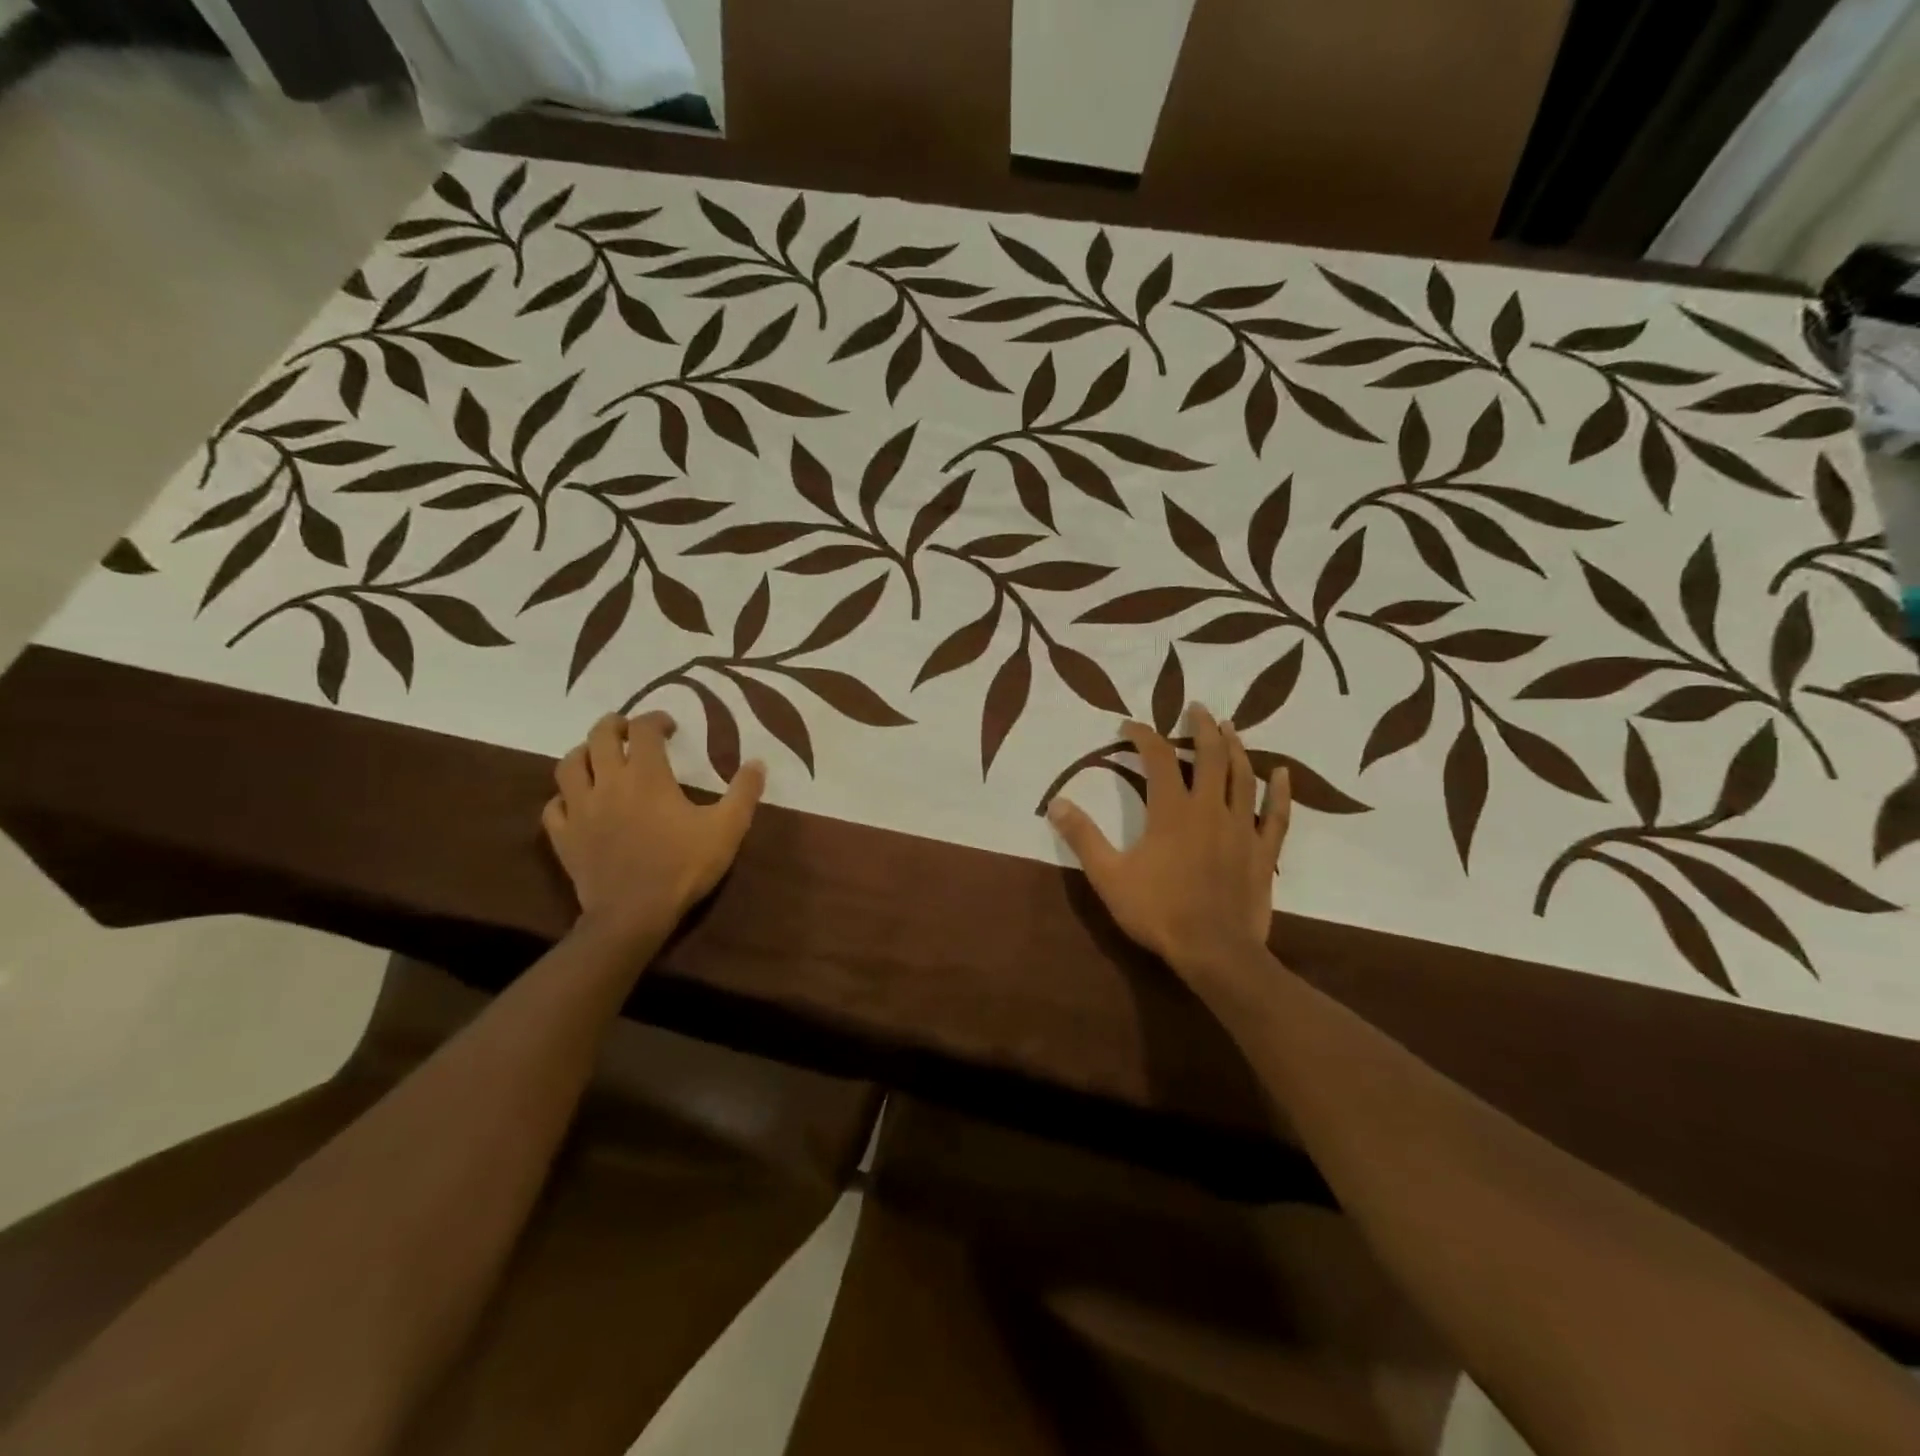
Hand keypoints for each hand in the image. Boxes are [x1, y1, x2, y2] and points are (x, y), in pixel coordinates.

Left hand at [544, 711, 765, 947]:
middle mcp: (608, 783)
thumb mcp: (728, 829)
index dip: (655, 719)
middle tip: (630, 730)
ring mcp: (580, 810)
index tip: (669, 727)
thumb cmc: (683, 867)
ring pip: (568, 765)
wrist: (633, 914)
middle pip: (599, 737)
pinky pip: (554, 806)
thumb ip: (744, 792)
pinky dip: (565, 796)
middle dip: (615, 725)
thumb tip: (758, 762)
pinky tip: (578, 801)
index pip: (644, 729)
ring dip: (583, 753)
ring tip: (598, 756)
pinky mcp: (564, 837)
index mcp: (647, 776)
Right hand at [1047, 704, 1289, 976]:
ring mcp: (1241, 828)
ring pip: (1243, 776)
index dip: (1143, 735)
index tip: (1129, 726)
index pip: (1157, 757)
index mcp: (1171, 810)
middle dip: (1202, 727)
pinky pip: (1277, 815)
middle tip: (1197, 708)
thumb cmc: (1158, 911)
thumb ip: (1083, 836)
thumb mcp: (1108, 876)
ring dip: (1236, 747)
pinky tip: (1284, 773)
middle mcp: (1209, 808)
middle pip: (1209, 756)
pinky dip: (1281, 791)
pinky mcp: (1263, 851)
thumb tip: (1057, 802)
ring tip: (1230, 728)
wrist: (1214, 951)